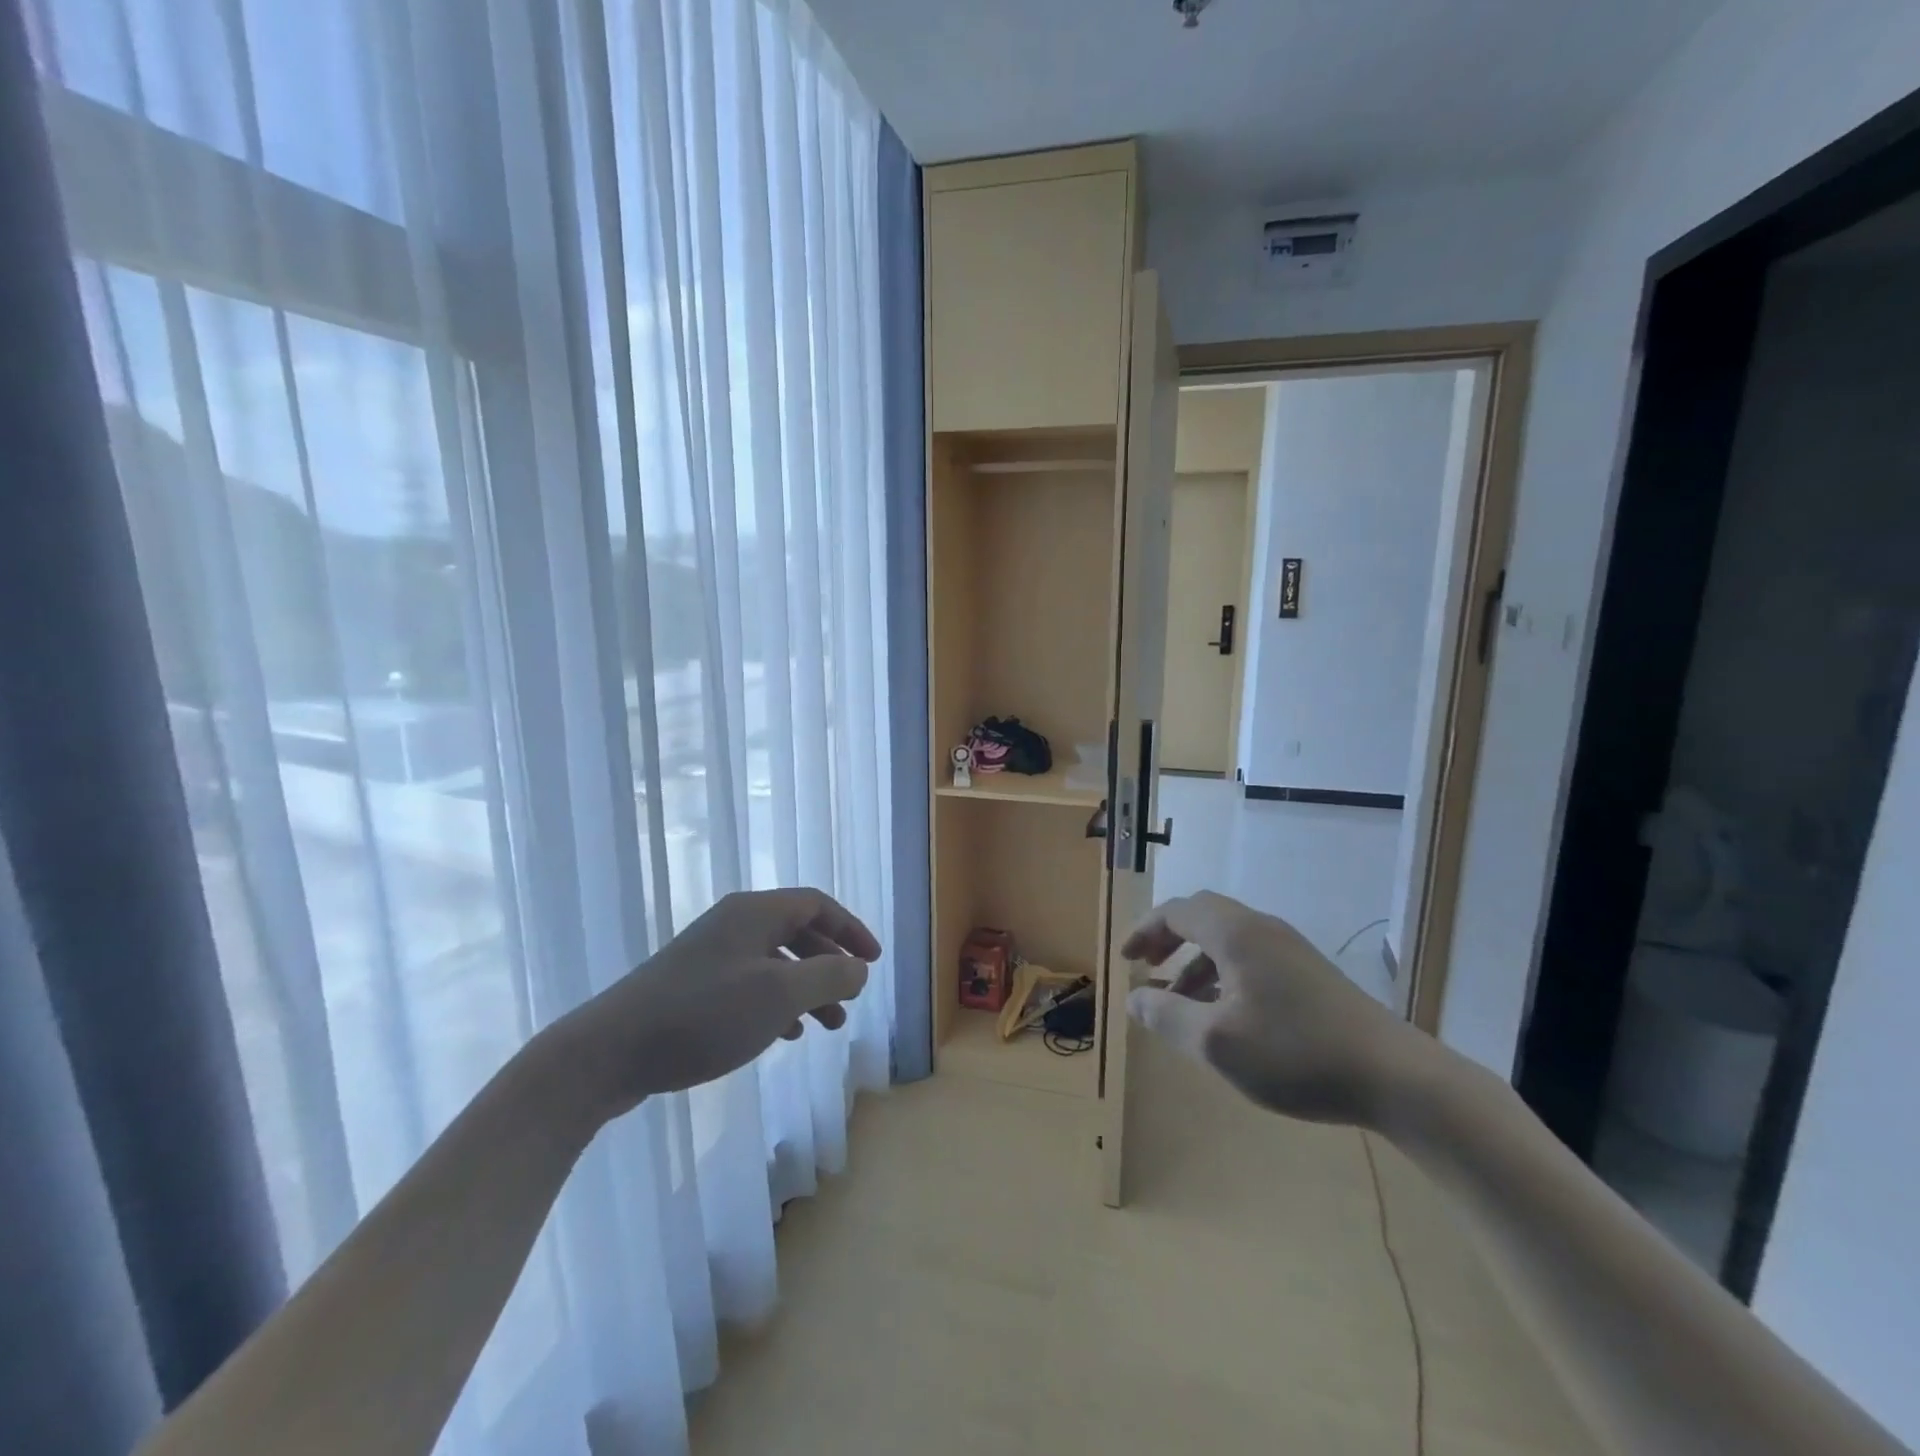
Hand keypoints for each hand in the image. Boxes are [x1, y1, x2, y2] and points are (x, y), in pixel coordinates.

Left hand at [547, 888, 880, 1123]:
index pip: (817, 904)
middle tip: (850, 1000)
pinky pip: (750, 984)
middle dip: (830, 965)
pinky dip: (776, 1003)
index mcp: (755, 912)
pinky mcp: (692, 986)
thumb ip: (829, 977)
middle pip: (798, 931)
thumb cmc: (705, 1015)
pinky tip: (784, 1034)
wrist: (610, 1051)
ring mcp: (710, 955)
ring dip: (806, 988)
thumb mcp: (779, 995)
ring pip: (775, 961)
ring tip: (826, 1027)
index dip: (851, 929)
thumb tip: (859, 969)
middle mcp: (734, 924)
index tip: (873, 962)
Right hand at [1124, 891, 1428, 1127]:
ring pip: (1227, 941)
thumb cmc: (1295, 1053)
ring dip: (1195, 962)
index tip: (1125, 961)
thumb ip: (1167, 1016)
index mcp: (1235, 933)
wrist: (1394, 1076)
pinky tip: (1224, 1014)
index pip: (1176, 911)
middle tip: (1146, 969)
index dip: (1144, 931)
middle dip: (1168, 940)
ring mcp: (1290, 950)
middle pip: (1202, 917)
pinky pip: (1250, 959)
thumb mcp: (1216, 1042)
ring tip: (1178, 1002)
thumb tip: (1135, 998)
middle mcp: (1261, 929)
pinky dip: (1223, 974)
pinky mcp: (1310, 974)